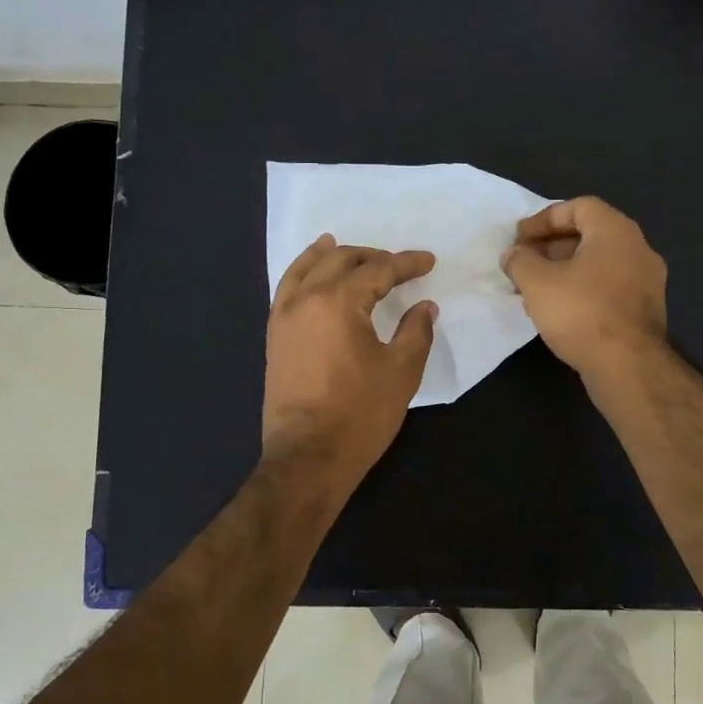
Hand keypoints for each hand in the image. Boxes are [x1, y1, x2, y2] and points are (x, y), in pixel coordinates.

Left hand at [263, 234, 436, 483]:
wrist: (308, 458)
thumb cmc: (360, 414)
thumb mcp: (401, 372)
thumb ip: (416, 331)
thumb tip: (425, 306)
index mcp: (339, 302)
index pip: (378, 270)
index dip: (406, 264)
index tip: (428, 262)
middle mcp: (306, 300)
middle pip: (339, 261)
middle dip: (371, 256)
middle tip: (396, 264)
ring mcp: (284, 318)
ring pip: (304, 270)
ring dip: (328, 256)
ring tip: (340, 245)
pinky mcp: (274, 338)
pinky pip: (286, 291)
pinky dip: (300, 274)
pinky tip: (310, 277)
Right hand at [502, 197, 666, 380]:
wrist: (627, 366)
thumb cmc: (581, 312)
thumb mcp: (537, 282)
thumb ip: (520, 261)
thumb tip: (513, 254)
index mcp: (616, 231)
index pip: (578, 207)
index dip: (544, 219)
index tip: (519, 239)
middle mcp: (638, 248)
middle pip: (590, 234)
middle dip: (552, 245)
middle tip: (524, 262)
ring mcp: (647, 281)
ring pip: (599, 263)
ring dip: (566, 269)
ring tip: (536, 288)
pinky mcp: (645, 310)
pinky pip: (609, 286)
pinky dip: (583, 288)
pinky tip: (560, 309)